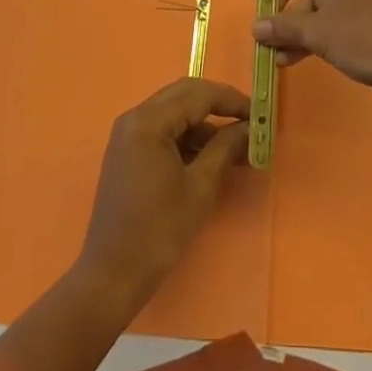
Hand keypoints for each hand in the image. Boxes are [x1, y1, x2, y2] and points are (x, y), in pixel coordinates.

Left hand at [77, 78, 250, 309]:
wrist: (111, 276)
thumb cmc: (159, 232)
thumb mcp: (200, 188)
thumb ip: (225, 149)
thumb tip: (249, 127)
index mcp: (148, 121)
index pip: (197, 94)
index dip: (231, 100)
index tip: (259, 113)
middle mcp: (135, 117)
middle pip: (184, 95)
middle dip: (218, 104)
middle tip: (248, 121)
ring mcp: (128, 134)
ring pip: (174, 111)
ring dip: (204, 123)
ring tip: (236, 145)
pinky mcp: (128, 150)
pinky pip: (163, 129)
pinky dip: (187, 136)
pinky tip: (210, 156)